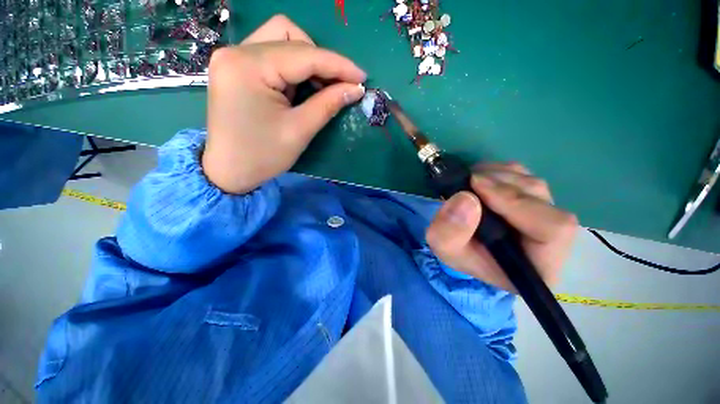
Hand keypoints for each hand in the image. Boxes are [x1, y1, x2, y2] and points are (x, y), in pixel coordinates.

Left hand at [202, 15, 366, 193]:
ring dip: (307, 61)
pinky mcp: (236, 67)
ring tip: (319, 88)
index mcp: (248, 66)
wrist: (229, 172)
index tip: (361, 77)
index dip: (338, 64)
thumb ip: (328, 104)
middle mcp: (236, 51)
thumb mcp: (299, 131)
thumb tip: (355, 89)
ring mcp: (233, 57)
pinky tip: (301, 88)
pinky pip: (272, 54)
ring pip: (281, 39)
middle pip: (290, 36)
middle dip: (321, 61)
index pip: (304, 54)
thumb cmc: (263, 156)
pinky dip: (293, 68)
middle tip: (338, 86)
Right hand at [425, 163, 577, 291]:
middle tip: (468, 181)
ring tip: (469, 181)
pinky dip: (498, 171)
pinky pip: (523, 175)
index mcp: (538, 264)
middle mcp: (552, 239)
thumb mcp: (444, 248)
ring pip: (531, 183)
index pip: (552, 229)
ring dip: (497, 176)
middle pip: (541, 199)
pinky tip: (478, 179)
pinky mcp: (532, 197)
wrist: (461, 244)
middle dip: (500, 185)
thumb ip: (449, 231)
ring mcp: (545, 213)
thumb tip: (465, 198)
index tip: (476, 186)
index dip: (516, 203)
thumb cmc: (458, 253)